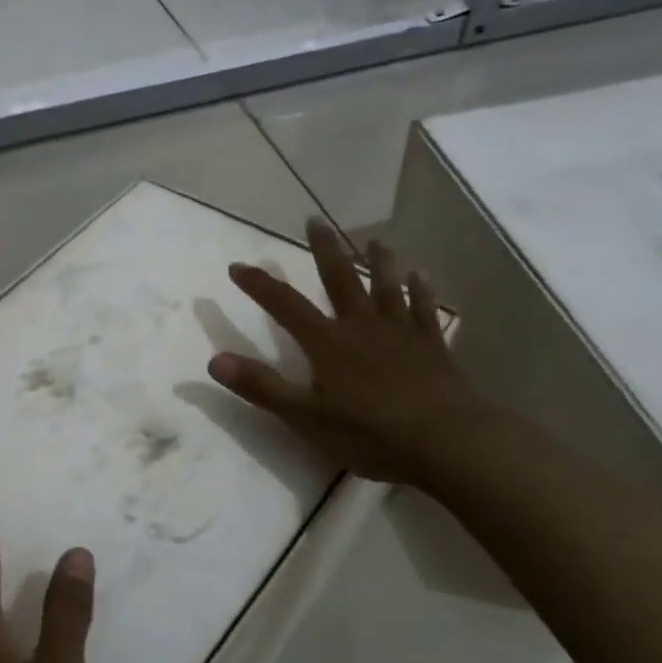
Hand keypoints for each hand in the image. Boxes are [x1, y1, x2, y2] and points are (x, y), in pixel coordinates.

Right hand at [206, 218, 485, 485]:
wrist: (447, 442)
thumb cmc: (370, 433)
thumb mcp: (305, 418)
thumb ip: (261, 387)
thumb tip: (214, 361)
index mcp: (328, 343)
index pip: (285, 305)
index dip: (260, 285)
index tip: (238, 265)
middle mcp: (362, 327)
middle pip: (340, 279)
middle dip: (324, 249)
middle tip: (315, 220)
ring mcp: (401, 333)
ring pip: (387, 287)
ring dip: (379, 261)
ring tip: (375, 239)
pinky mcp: (431, 347)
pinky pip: (424, 310)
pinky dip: (422, 290)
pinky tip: (423, 275)